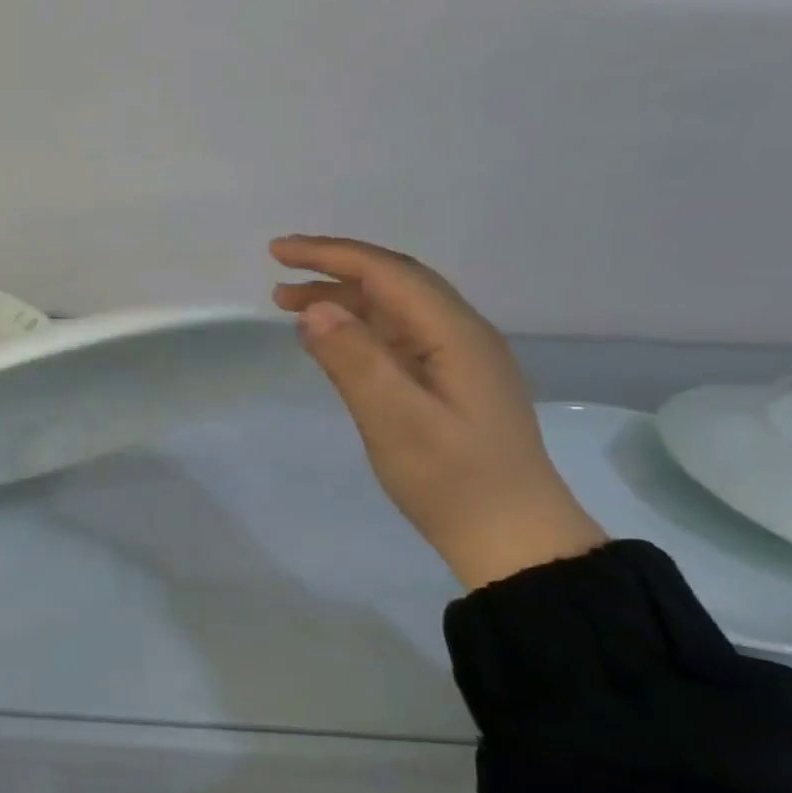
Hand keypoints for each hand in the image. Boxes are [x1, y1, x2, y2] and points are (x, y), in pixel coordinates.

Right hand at [271, 236, 603, 590]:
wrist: (513, 539)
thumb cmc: (454, 481)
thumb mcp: (396, 422)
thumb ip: (355, 361)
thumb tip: (314, 308)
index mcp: (455, 334)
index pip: (387, 273)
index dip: (330, 255)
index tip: (278, 253)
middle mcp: (461, 335)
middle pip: (394, 282)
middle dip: (334, 270)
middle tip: (277, 276)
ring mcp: (458, 360)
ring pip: (395, 310)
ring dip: (344, 299)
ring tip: (289, 306)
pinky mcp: (449, 384)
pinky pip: (398, 337)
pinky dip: (358, 328)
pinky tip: (332, 340)